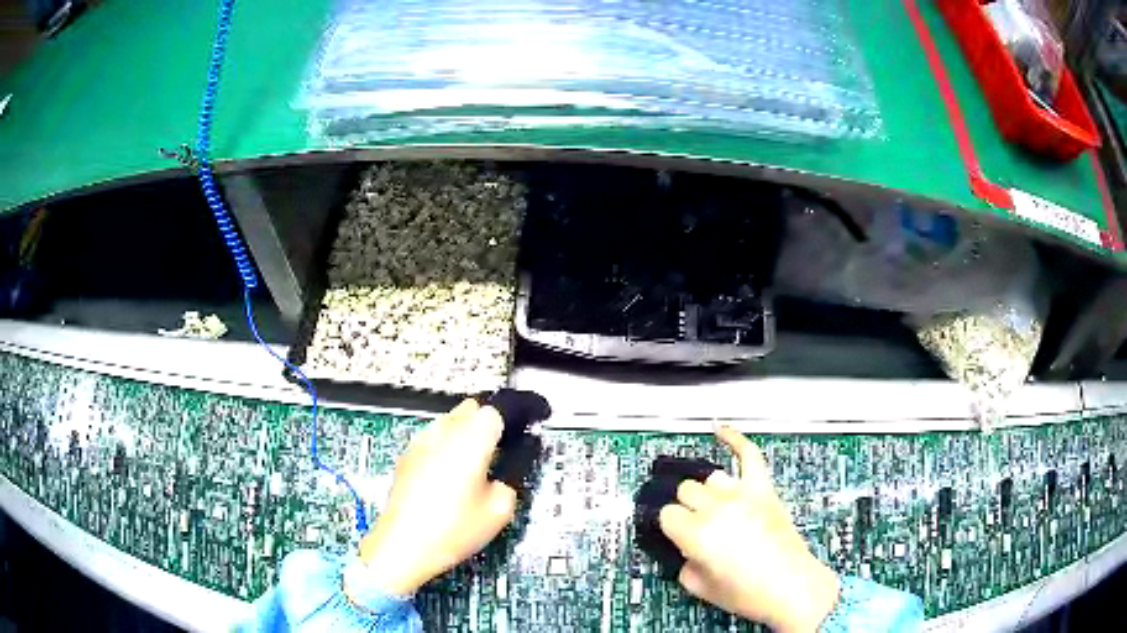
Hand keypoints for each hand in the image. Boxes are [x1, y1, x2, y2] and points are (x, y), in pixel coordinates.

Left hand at [354, 399, 516, 594]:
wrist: (404, 546)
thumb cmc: (451, 530)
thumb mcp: (499, 511)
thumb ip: (510, 481)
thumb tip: (508, 472)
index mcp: (470, 441)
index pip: (496, 410)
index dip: (513, 419)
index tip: (522, 431)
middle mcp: (443, 434)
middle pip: (470, 408)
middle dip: (488, 423)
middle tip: (501, 449)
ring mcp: (420, 444)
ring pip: (449, 421)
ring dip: (465, 433)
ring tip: (475, 465)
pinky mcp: (407, 458)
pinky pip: (433, 439)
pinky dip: (446, 447)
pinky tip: (450, 476)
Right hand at [659, 427, 839, 632]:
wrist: (791, 587)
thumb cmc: (748, 593)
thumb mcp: (700, 587)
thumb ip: (683, 563)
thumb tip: (685, 547)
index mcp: (697, 534)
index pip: (668, 514)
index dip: (671, 527)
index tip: (677, 536)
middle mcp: (717, 508)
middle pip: (686, 491)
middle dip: (686, 510)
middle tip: (696, 528)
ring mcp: (743, 495)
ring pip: (710, 478)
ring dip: (706, 492)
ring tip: (711, 507)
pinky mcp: (764, 490)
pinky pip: (748, 454)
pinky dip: (735, 439)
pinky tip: (720, 430)